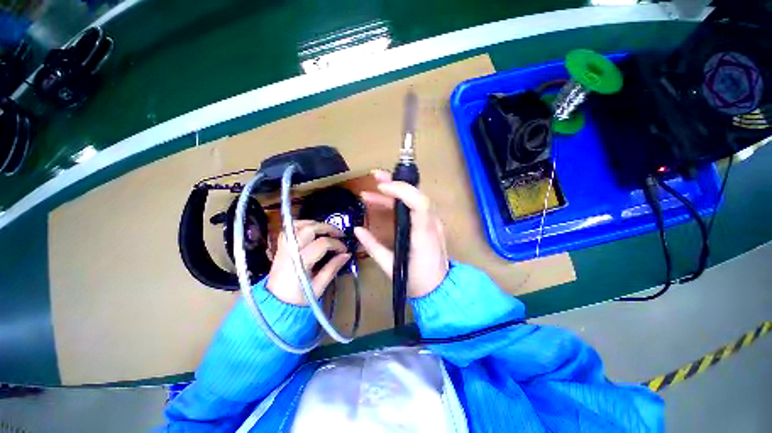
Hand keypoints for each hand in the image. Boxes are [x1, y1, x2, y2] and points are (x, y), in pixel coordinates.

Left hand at [267, 220, 350, 305]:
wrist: (276, 304)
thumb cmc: (299, 298)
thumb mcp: (319, 287)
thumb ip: (332, 268)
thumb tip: (347, 254)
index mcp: (300, 262)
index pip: (322, 244)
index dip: (337, 244)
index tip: (344, 250)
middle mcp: (290, 251)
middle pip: (309, 229)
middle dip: (327, 228)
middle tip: (339, 234)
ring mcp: (283, 247)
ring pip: (297, 225)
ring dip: (314, 224)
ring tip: (326, 230)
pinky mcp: (281, 247)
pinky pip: (289, 229)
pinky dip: (301, 225)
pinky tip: (311, 230)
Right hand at [354, 170, 448, 297]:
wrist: (439, 290)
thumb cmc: (416, 281)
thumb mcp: (390, 266)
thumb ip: (372, 246)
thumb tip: (357, 230)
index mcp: (424, 234)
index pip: (420, 203)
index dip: (402, 190)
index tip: (382, 187)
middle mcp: (432, 224)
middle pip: (418, 195)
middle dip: (396, 183)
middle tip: (376, 176)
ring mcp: (432, 223)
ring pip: (415, 199)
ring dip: (396, 191)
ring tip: (374, 188)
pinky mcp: (429, 224)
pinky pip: (415, 207)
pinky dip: (399, 202)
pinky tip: (383, 202)